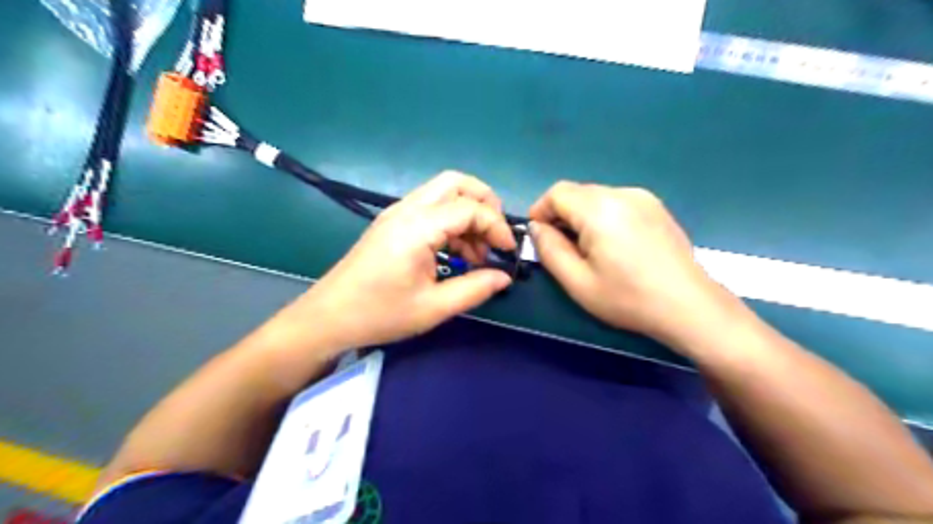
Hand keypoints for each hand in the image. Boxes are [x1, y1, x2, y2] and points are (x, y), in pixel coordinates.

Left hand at [288, 169, 518, 352]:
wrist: (328, 317)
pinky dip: (451, 221)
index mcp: (417, 228)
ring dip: (467, 213)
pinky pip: (430, 207)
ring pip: (443, 192)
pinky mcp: (392, 223)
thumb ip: (474, 289)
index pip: (469, 209)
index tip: (508, 253)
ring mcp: (397, 213)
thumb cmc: (379, 314)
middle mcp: (407, 210)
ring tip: (477, 252)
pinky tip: (455, 252)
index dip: (496, 227)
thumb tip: (504, 277)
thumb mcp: (433, 307)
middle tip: (495, 236)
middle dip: (484, 203)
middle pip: (456, 182)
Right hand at [527, 182, 731, 345]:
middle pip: (577, 192)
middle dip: (562, 215)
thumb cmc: (628, 298)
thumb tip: (537, 228)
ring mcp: (643, 198)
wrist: (689, 306)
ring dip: (583, 216)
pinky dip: (604, 217)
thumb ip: (549, 250)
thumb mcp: (577, 281)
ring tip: (590, 250)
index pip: (557, 192)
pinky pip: (618, 202)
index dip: (541, 210)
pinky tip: (615, 245)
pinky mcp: (657, 207)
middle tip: (563, 248)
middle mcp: (622, 193)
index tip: (539, 236)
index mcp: (599, 209)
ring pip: (597, 197)